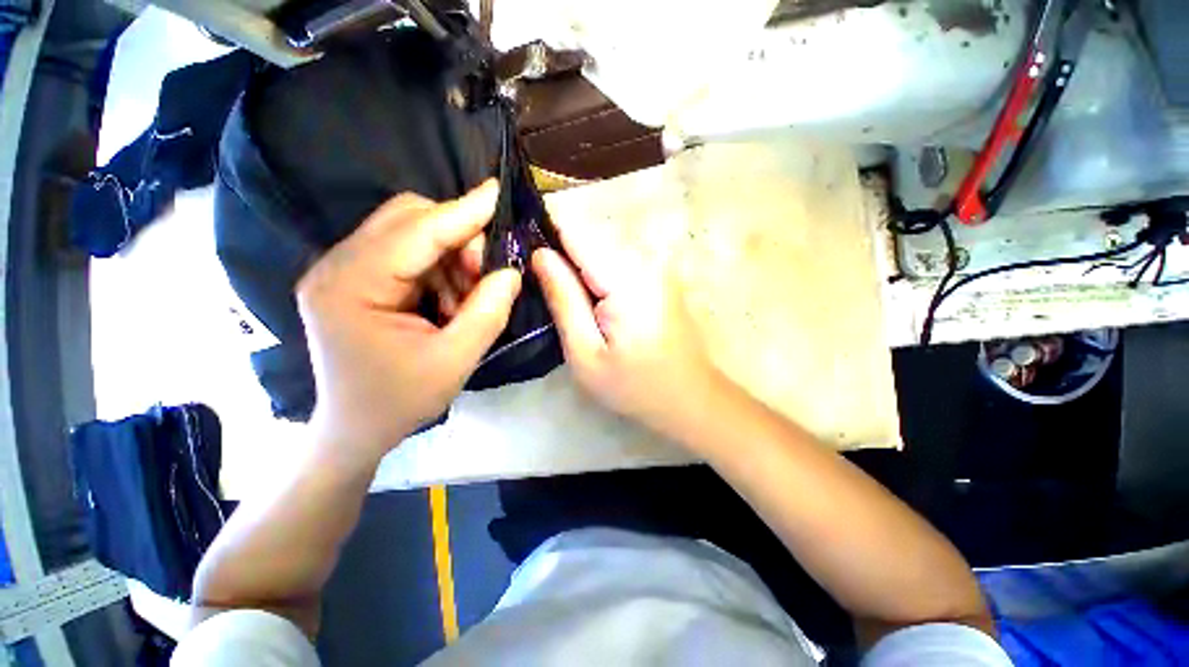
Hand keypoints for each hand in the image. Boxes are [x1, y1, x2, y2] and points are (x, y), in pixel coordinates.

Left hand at [296, 181, 520, 462]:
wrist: (355, 427)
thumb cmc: (400, 400)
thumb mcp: (455, 361)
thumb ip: (488, 311)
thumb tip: (511, 271)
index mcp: (351, 287)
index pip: (416, 232)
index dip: (462, 211)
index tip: (497, 192)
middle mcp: (337, 266)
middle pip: (407, 218)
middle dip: (458, 238)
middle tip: (484, 275)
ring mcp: (342, 270)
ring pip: (410, 232)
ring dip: (451, 256)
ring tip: (465, 298)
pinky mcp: (355, 278)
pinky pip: (407, 252)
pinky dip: (439, 268)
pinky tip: (449, 299)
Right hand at [531, 230, 726, 441]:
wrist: (689, 396)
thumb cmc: (635, 385)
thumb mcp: (586, 353)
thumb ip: (563, 299)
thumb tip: (539, 254)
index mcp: (628, 279)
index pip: (575, 232)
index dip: (546, 238)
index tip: (524, 257)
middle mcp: (647, 259)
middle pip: (589, 237)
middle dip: (563, 256)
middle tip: (548, 293)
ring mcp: (658, 264)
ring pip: (602, 246)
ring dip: (581, 266)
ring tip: (574, 303)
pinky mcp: (661, 273)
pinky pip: (618, 258)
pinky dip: (599, 273)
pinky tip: (597, 303)